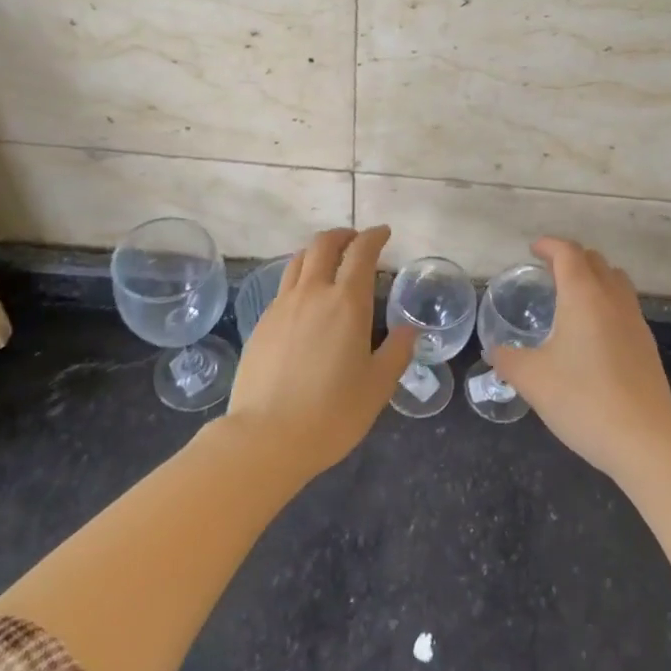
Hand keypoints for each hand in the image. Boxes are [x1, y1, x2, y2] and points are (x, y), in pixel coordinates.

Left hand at [225, 226, 414, 478]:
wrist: (265, 437)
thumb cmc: (332, 413)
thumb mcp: (378, 386)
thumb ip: (397, 352)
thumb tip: (408, 330)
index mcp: (346, 303)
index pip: (361, 252)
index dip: (374, 237)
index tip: (383, 233)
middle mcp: (312, 293)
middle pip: (323, 245)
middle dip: (343, 235)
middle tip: (356, 241)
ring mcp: (282, 306)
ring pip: (298, 261)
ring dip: (318, 252)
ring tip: (329, 262)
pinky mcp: (262, 324)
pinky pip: (283, 287)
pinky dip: (299, 278)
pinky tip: (305, 301)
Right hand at [492, 237, 670, 480]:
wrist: (643, 439)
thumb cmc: (581, 399)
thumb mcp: (531, 379)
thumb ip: (507, 359)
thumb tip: (495, 351)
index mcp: (583, 296)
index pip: (568, 253)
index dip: (549, 246)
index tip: (533, 249)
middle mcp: (613, 300)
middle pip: (595, 261)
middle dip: (571, 258)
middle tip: (549, 271)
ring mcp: (635, 322)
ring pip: (616, 282)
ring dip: (594, 278)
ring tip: (572, 297)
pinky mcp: (647, 346)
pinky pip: (625, 308)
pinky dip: (607, 304)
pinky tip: (592, 334)